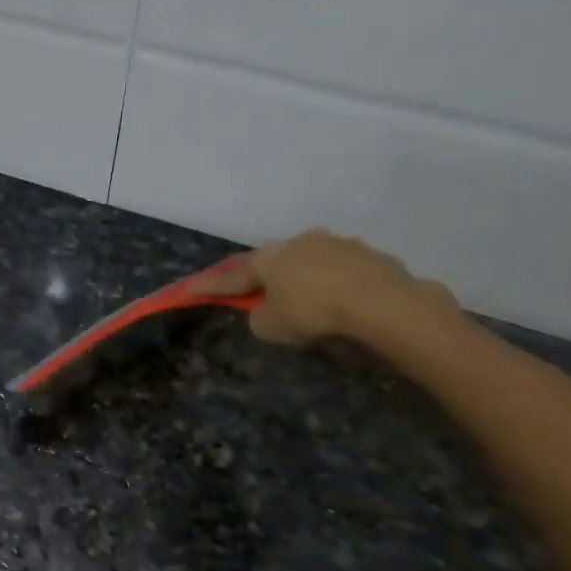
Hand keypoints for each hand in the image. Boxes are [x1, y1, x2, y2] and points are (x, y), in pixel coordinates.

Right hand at [194, 229, 456, 345]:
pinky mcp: (369, 255)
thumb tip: (267, 311)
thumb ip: (260, 317)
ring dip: (304, 279)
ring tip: (310, 302)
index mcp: (269, 258)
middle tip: (261, 294)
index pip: (232, 275)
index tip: (190, 289)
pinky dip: (335, 285)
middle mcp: (299, 243)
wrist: (380, 301)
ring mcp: (337, 244)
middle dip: (265, 277)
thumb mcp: (271, 327)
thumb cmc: (313, 311)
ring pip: (310, 262)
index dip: (210, 286)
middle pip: (274, 262)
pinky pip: (342, 271)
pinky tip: (343, 303)